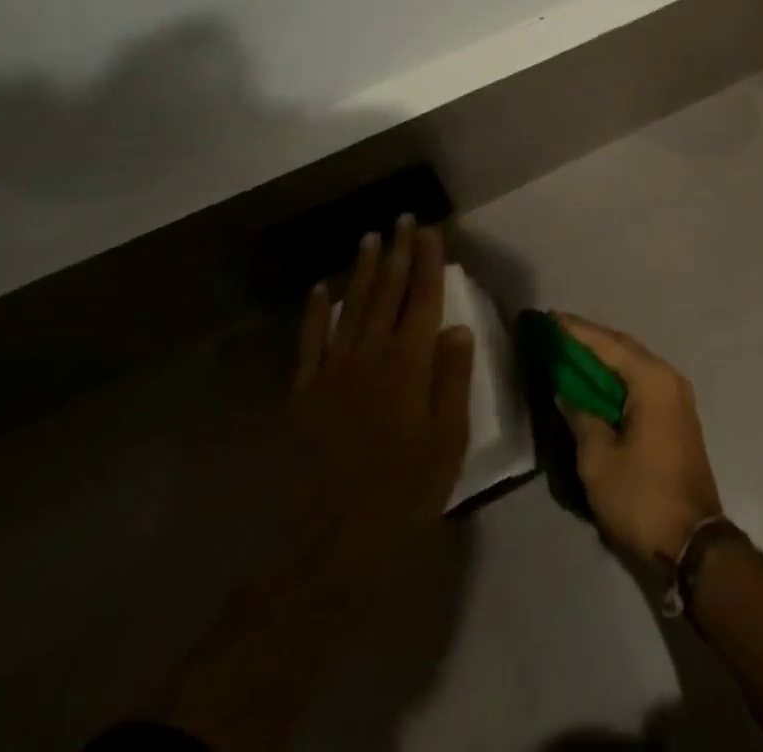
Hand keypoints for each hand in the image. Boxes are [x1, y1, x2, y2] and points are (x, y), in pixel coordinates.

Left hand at [284, 217, 475, 596]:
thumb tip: (456, 327)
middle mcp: (370, 355)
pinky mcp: (306, 392)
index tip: (430, 231)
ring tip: (370, 239)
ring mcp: (333, 371)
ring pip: (351, 307)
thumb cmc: (406, 491)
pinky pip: (310, 341)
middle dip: (397, 253)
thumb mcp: (448, 440)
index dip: (428, 262)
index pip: (422, 299)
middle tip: (402, 220)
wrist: (333, 542)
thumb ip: (452, 379)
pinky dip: (315, 312)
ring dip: (362, 271)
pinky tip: (321, 289)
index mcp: (408, 365)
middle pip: (387, 293)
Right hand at [556, 315, 723, 568]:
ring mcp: (676, 398)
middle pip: (623, 349)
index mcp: (652, 380)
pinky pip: (641, 383)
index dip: (576, 331)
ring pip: (633, 365)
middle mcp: (669, 378)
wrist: (693, 544)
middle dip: (589, 340)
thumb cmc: (641, 497)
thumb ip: (580, 416)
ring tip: (569, 352)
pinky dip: (616, 379)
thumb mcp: (598, 459)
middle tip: (555, 332)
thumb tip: (566, 391)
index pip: (608, 344)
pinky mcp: (676, 417)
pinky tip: (594, 383)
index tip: (549, 318)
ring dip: (603, 359)